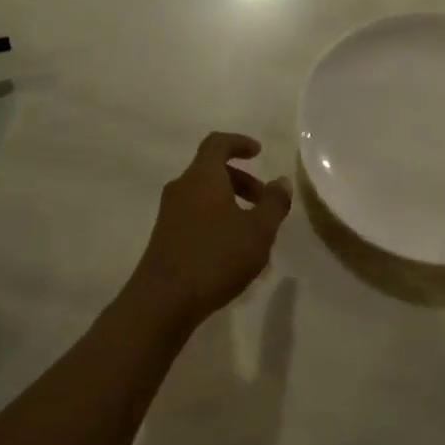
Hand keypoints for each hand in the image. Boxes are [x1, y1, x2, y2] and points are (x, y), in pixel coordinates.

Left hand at [128, 133, 291, 327]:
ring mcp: (169, 214)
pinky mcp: (165, 238)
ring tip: (254, 233)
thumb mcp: (258, 231)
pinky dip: (217, 221)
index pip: (217, 143)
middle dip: (242, 181)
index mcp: (202, 177)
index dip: (239, 143)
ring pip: (204, 196)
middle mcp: (182, 188)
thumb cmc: (215, 257)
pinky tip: (233, 252)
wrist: (163, 302)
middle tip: (265, 202)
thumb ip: (274, 203)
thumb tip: (281, 181)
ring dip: (231, 204)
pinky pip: (196, 216)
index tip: (259, 152)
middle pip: (212, 171)